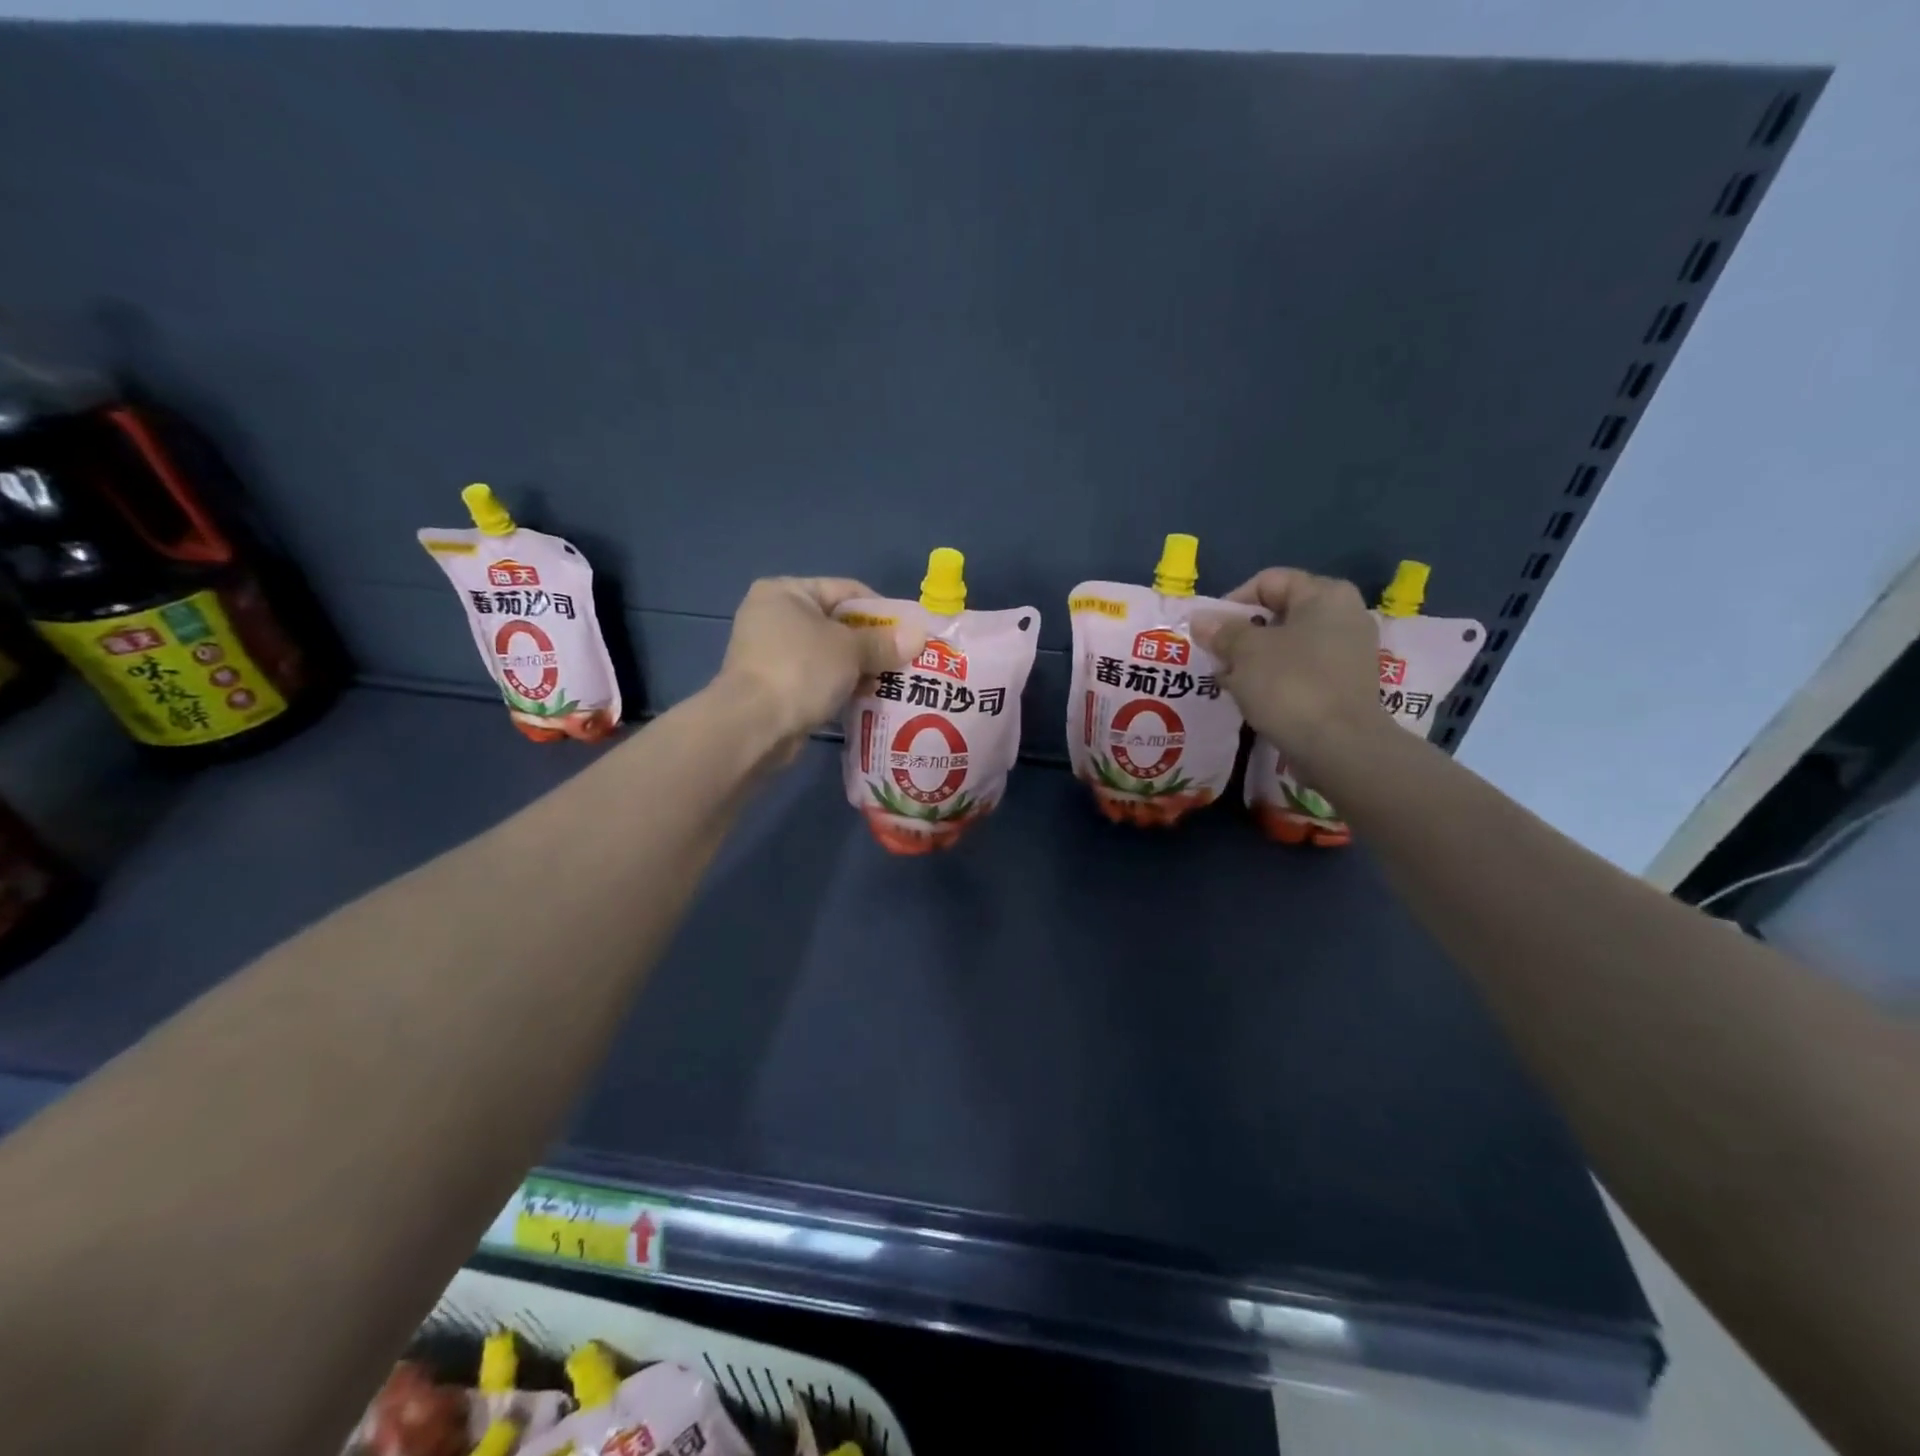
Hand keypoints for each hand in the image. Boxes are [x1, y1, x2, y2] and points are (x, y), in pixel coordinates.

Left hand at [717, 577, 918, 744]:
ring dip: (861, 668)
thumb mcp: (850, 650)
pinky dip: (842, 686)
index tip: (910, 631)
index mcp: (786, 592)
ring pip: (830, 655)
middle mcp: (774, 617)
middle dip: (874, 644)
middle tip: (906, 660)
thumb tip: (919, 636)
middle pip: (838, 624)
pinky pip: (818, 679)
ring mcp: (771, 654)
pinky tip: (869, 699)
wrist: (753, 726)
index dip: (882, 609)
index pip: (846, 590)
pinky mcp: (775, 687)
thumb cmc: (801, 670)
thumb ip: (884, 642)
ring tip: (894, 682)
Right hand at [1194, 567, 1379, 754]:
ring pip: (1288, 645)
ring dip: (1254, 659)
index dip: (1231, 602)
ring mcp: (1348, 651)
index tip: (1209, 631)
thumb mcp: (1246, 652)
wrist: (1339, 747)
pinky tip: (1252, 698)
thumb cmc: (1290, 686)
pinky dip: (1275, 678)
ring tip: (1228, 681)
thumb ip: (1221, 632)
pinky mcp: (1345, 684)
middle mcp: (1343, 615)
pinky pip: (1301, 670)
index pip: (1268, 581)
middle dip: (1241, 634)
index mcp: (1324, 595)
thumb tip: (1200, 620)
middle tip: (1216, 658)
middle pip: (1278, 613)